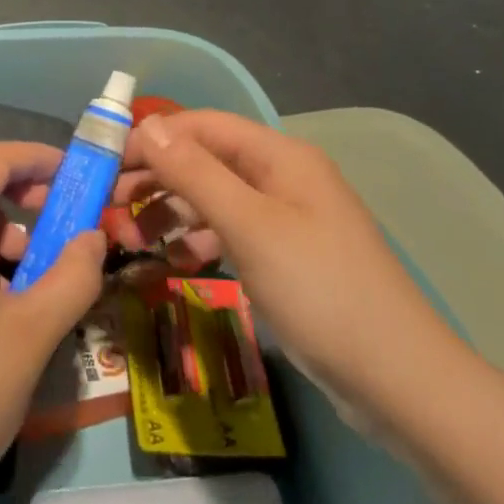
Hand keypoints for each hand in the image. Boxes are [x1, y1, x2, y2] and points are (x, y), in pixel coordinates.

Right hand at [107, 110, 461, 431]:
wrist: (396, 379)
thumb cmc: (319, 290)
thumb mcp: (249, 226)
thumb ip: (195, 173)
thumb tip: (148, 125)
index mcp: (279, 156)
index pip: (203, 127)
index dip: (154, 138)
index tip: (107, 163)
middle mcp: (281, 178)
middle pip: (206, 162)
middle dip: (157, 179)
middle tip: (109, 207)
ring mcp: (285, 219)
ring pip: (214, 200)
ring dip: (171, 213)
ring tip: (131, 240)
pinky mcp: (284, 257)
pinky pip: (230, 235)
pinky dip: (198, 242)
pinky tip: (173, 262)